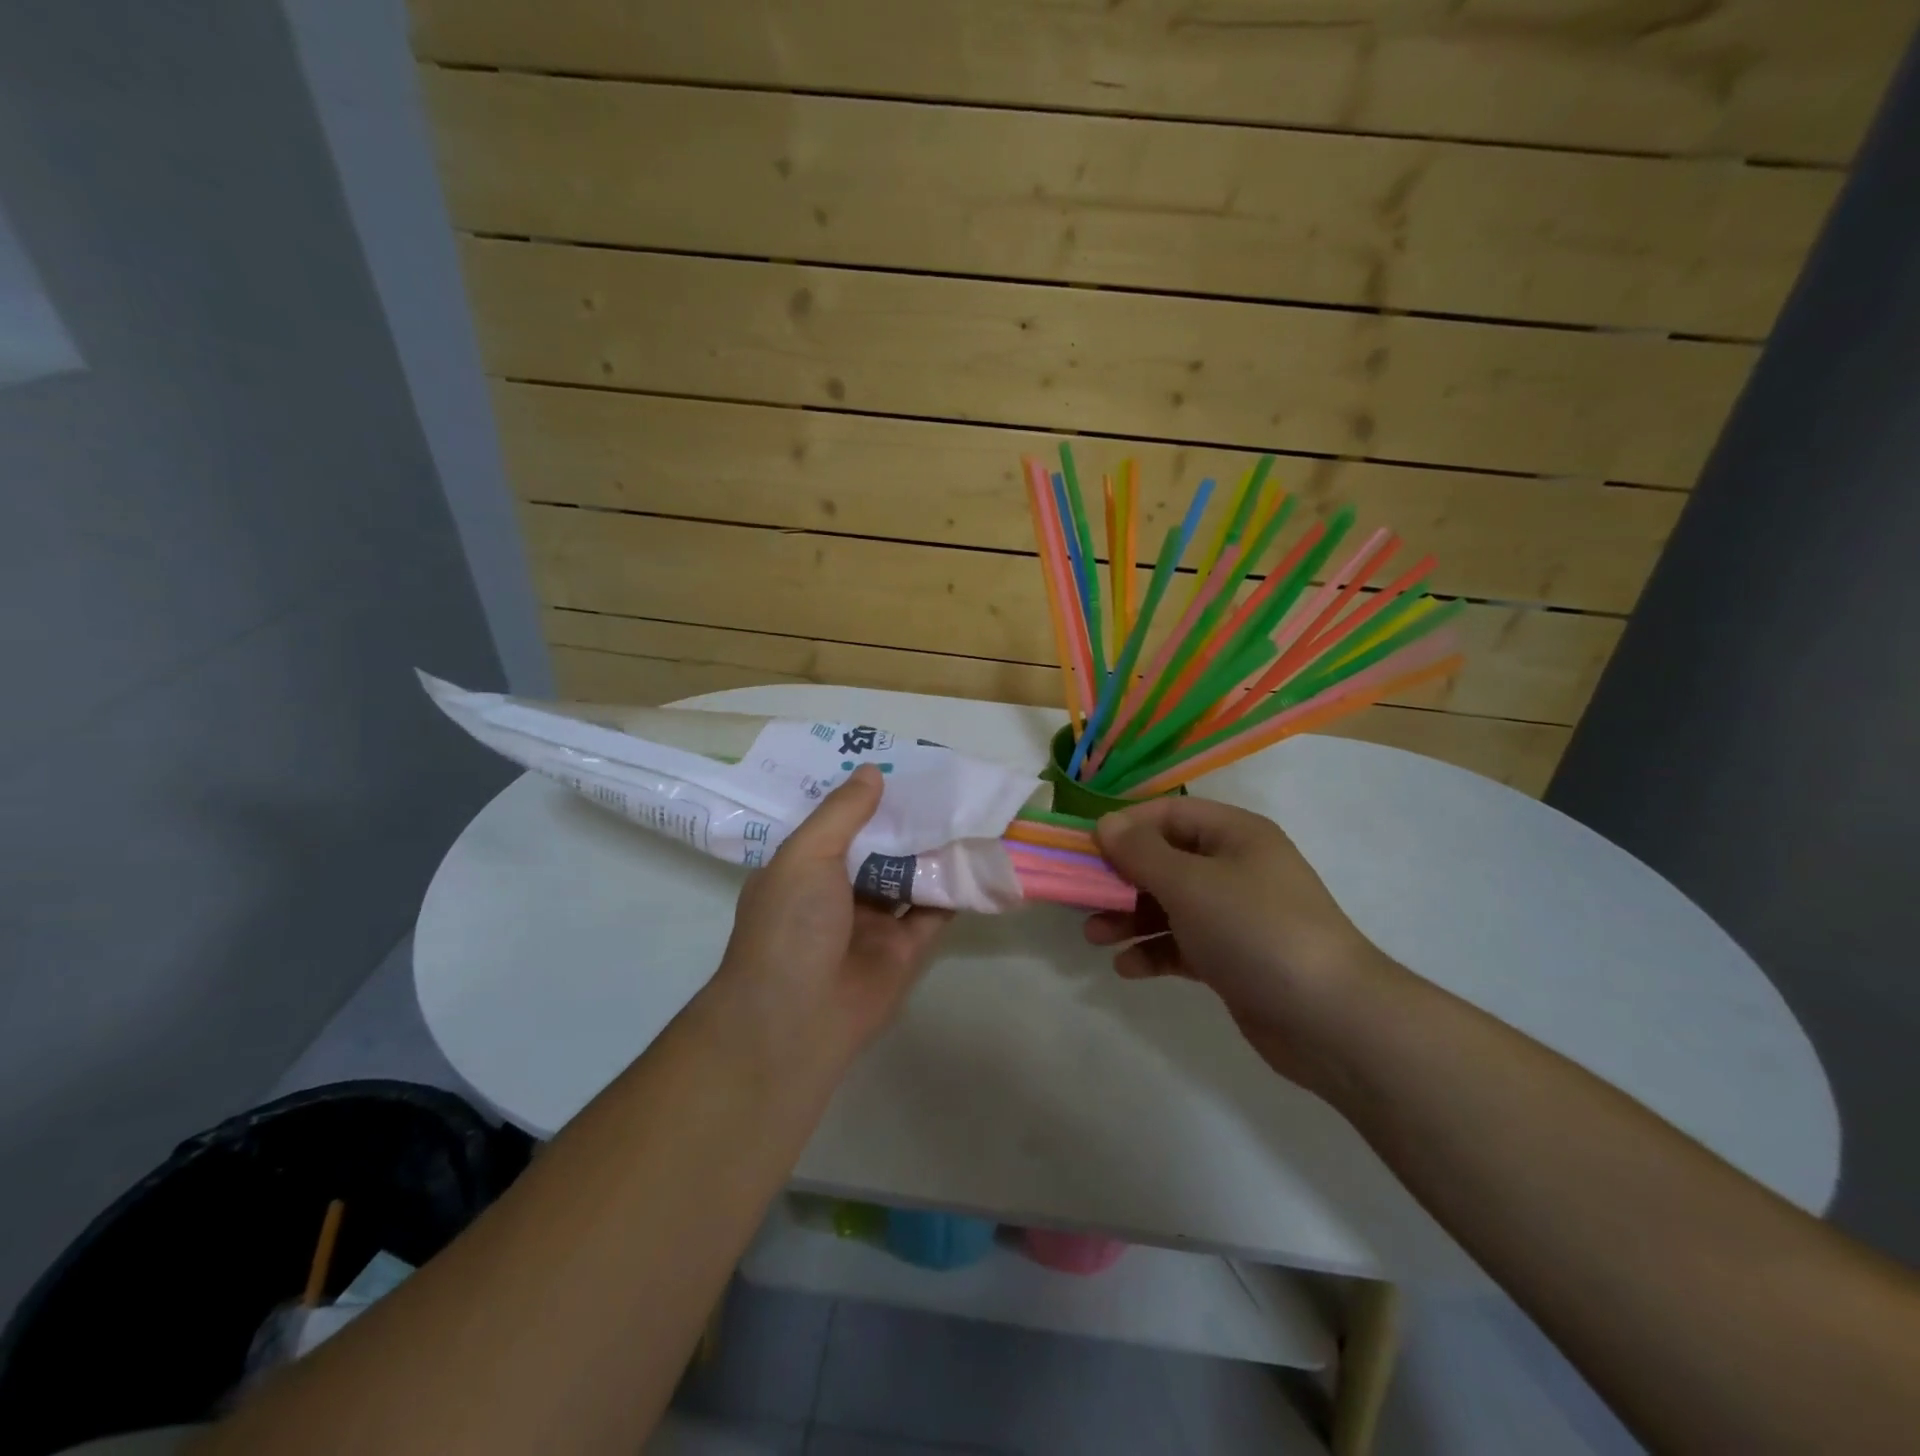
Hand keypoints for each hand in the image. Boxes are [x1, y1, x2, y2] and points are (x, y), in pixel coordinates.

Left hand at [715, 765, 951, 1063]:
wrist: (798, 1019)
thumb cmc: (790, 925)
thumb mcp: (806, 855)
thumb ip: (843, 813)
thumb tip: (872, 771)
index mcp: (803, 869)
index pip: (835, 823)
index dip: (862, 796)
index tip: (894, 764)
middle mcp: (837, 892)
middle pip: (878, 846)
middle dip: (904, 819)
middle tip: (941, 780)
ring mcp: (872, 922)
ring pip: (909, 876)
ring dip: (933, 849)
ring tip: (966, 809)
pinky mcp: (904, 949)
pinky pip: (934, 910)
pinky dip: (955, 888)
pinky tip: (978, 855)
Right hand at [1086, 796, 1395, 1090]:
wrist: (1331, 1019)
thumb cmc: (1256, 930)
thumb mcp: (1191, 884)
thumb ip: (1141, 852)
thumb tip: (1105, 824)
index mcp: (1234, 835)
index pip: (1168, 814)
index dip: (1125, 827)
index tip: (1085, 850)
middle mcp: (1235, 868)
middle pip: (1164, 860)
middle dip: (1120, 879)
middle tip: (1081, 898)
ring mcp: (1235, 915)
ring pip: (1168, 905)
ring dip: (1129, 917)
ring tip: (1095, 937)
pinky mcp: (1232, 958)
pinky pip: (1182, 944)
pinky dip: (1153, 952)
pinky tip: (1128, 968)